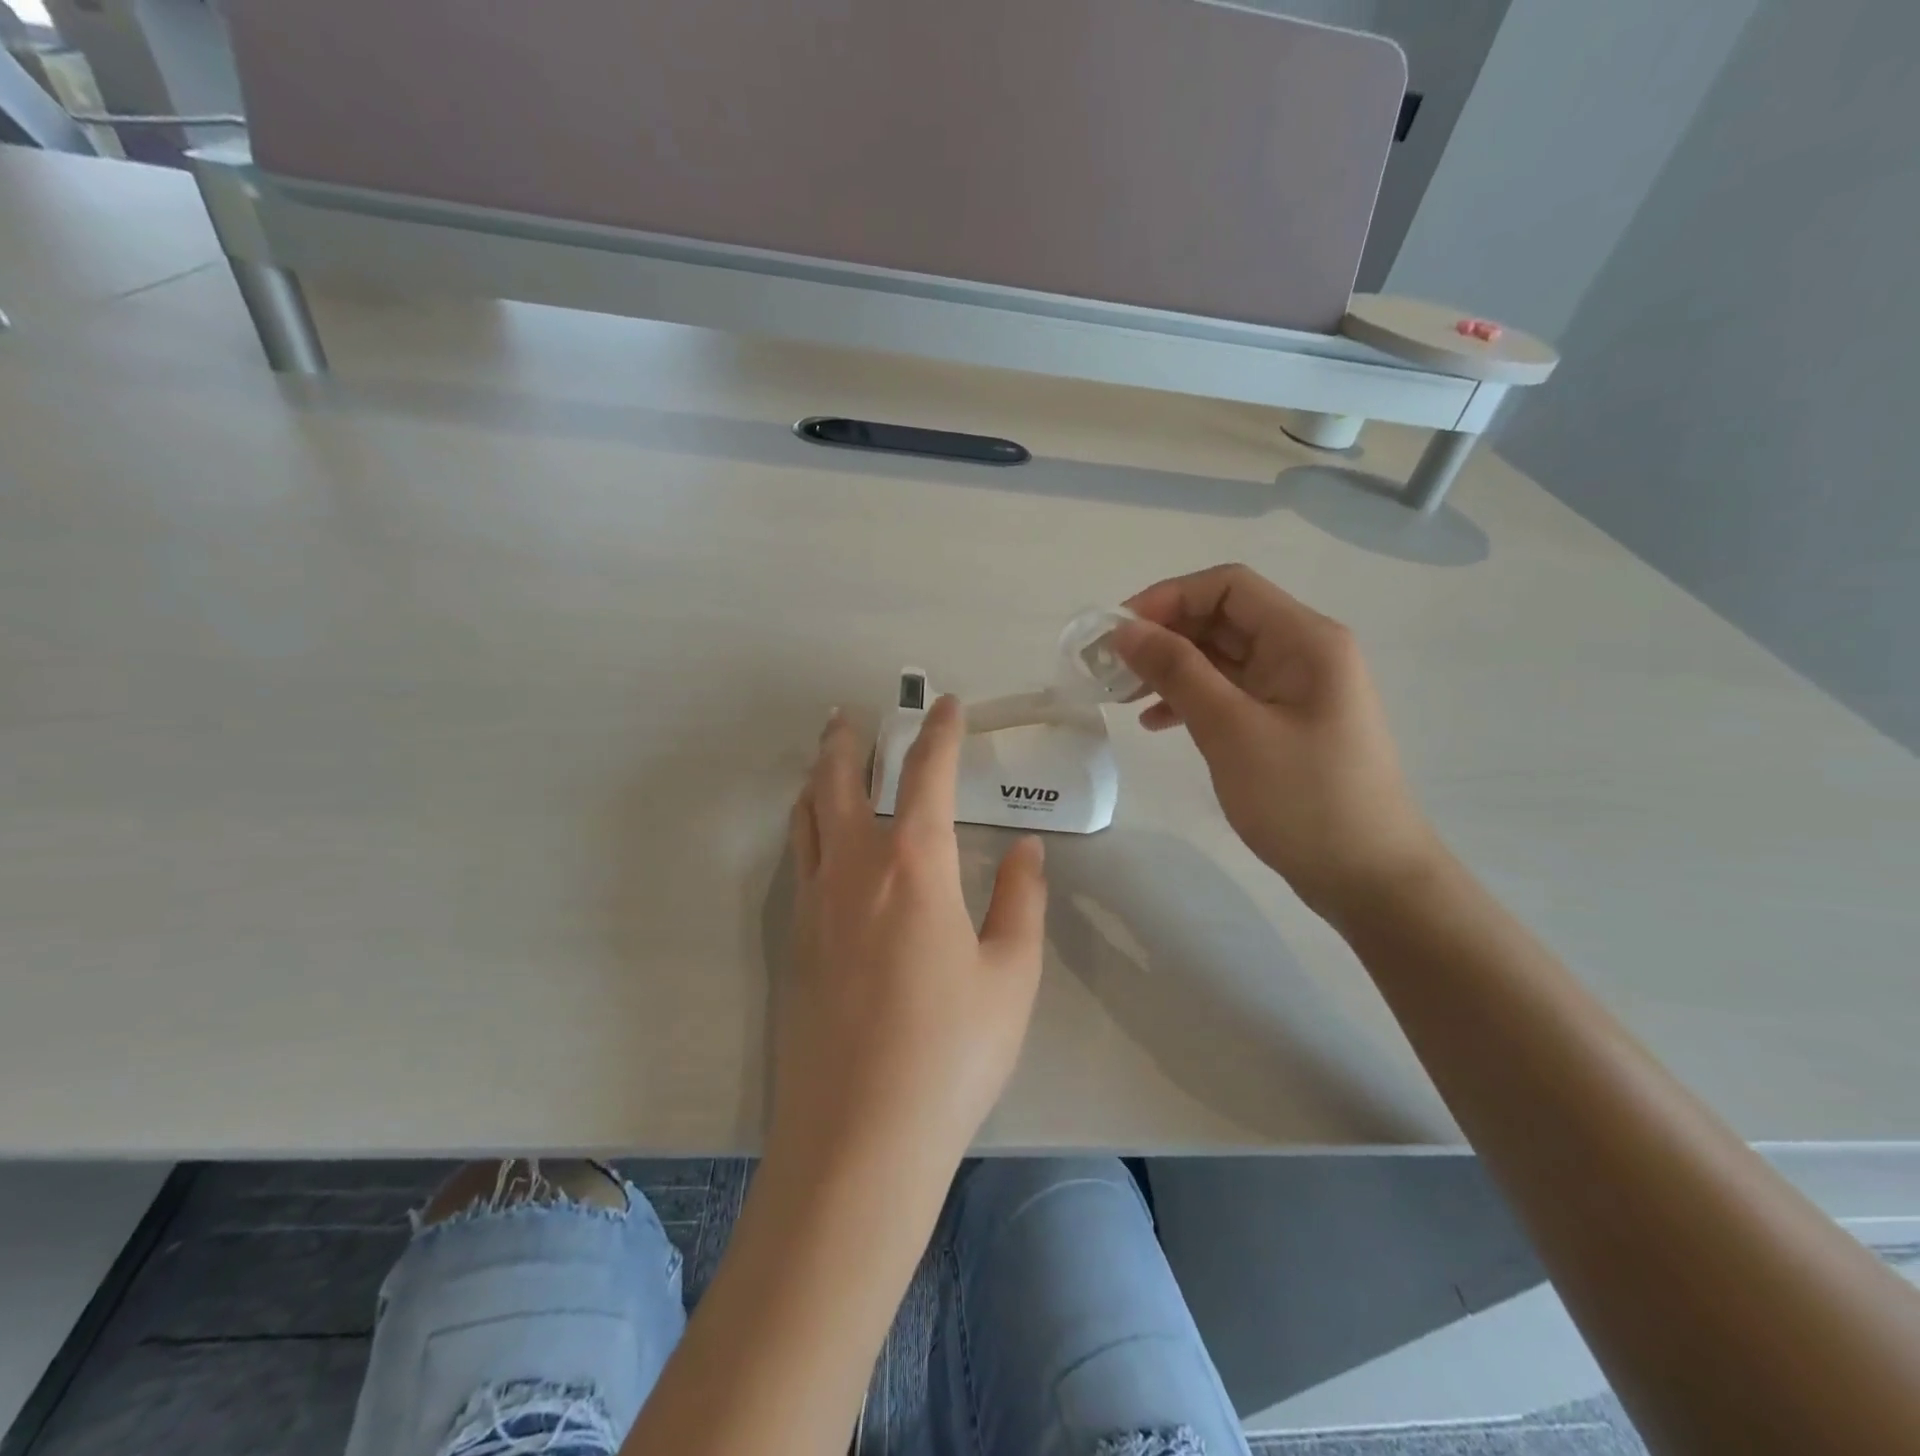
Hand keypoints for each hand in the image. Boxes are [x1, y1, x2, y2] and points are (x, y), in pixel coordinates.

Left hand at [777, 697, 1047, 1184]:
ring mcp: (813, 904)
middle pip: (840, 782)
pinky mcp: (793, 941)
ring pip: (807, 816)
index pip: (927, 775)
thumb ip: (1021, 900)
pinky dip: (806, 826)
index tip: (946, 705)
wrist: (859, 1138)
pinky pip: (797, 858)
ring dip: (818, 778)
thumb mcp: (1011, 976)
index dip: (939, 733)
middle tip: (851, 716)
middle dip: (848, 741)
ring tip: (826, 760)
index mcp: (914, 866)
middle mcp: (854, 868)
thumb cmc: (951, 1053)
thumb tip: (1024, 848)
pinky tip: (817, 838)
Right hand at [1114, 564, 1438, 921]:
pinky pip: (1231, 693)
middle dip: (1164, 635)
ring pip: (1222, 658)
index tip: (1119, 633)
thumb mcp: (1231, 730)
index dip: (1168, 598)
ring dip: (1172, 668)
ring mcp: (1296, 690)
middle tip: (1111, 668)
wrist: (1369, 878)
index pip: (1228, 586)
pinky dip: (1191, 700)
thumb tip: (1125, 630)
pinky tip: (1156, 724)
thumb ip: (1177, 671)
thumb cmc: (1303, 799)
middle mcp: (1304, 652)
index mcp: (1304, 639)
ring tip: (1123, 696)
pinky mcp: (1286, 723)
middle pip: (1223, 619)